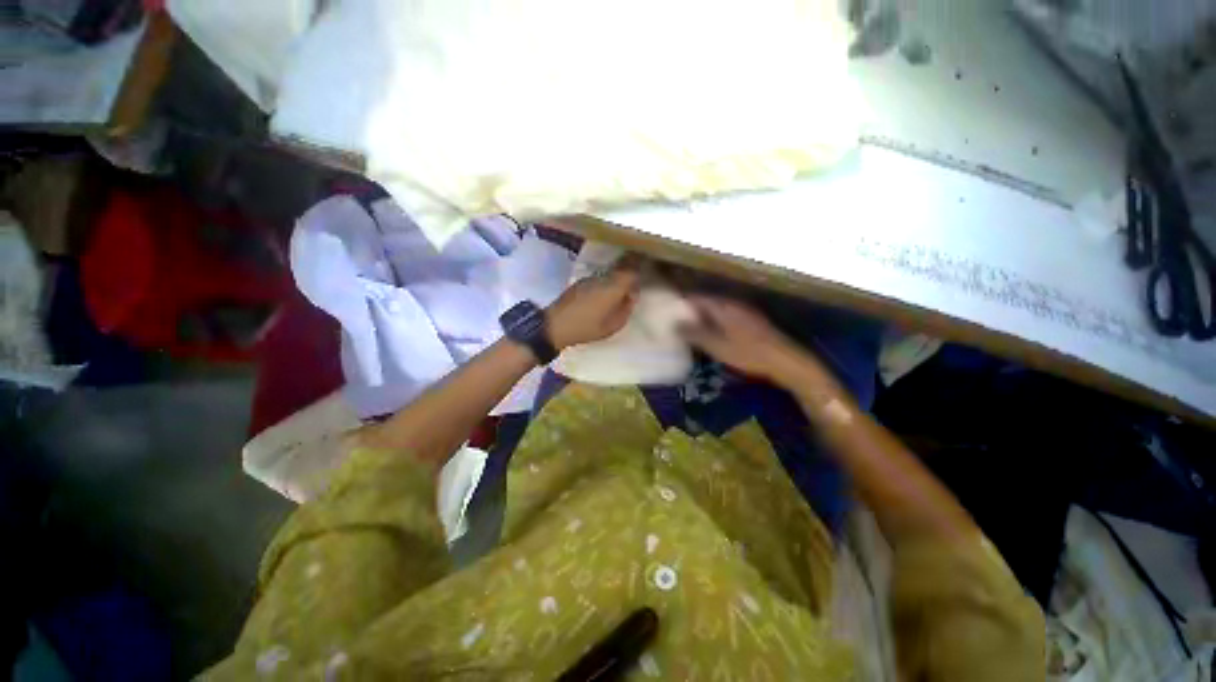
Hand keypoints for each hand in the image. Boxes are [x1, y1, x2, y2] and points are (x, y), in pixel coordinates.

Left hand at [547, 269, 639, 349]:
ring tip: (622, 286)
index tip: (646, 266)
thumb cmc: (587, 327)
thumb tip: (631, 296)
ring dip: (617, 275)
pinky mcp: (580, 282)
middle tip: (637, 275)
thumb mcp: (613, 325)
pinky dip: (606, 281)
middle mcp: (602, 278)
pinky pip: (600, 277)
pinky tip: (606, 292)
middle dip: (630, 267)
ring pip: (609, 272)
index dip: (640, 266)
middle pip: (621, 266)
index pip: (631, 269)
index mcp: (613, 287)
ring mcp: (590, 278)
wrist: (555, 325)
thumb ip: (626, 309)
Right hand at [680, 296, 809, 380]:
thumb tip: (675, 324)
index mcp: (723, 307)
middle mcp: (733, 305)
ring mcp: (744, 312)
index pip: (697, 297)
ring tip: (690, 328)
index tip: (668, 309)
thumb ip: (695, 334)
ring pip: (717, 310)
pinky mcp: (751, 322)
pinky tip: (712, 334)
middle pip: (707, 302)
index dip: (682, 302)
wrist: (784, 360)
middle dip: (691, 310)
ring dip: (703, 317)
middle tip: (676, 321)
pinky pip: (726, 317)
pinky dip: (715, 322)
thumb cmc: (748, 353)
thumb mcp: (717, 346)